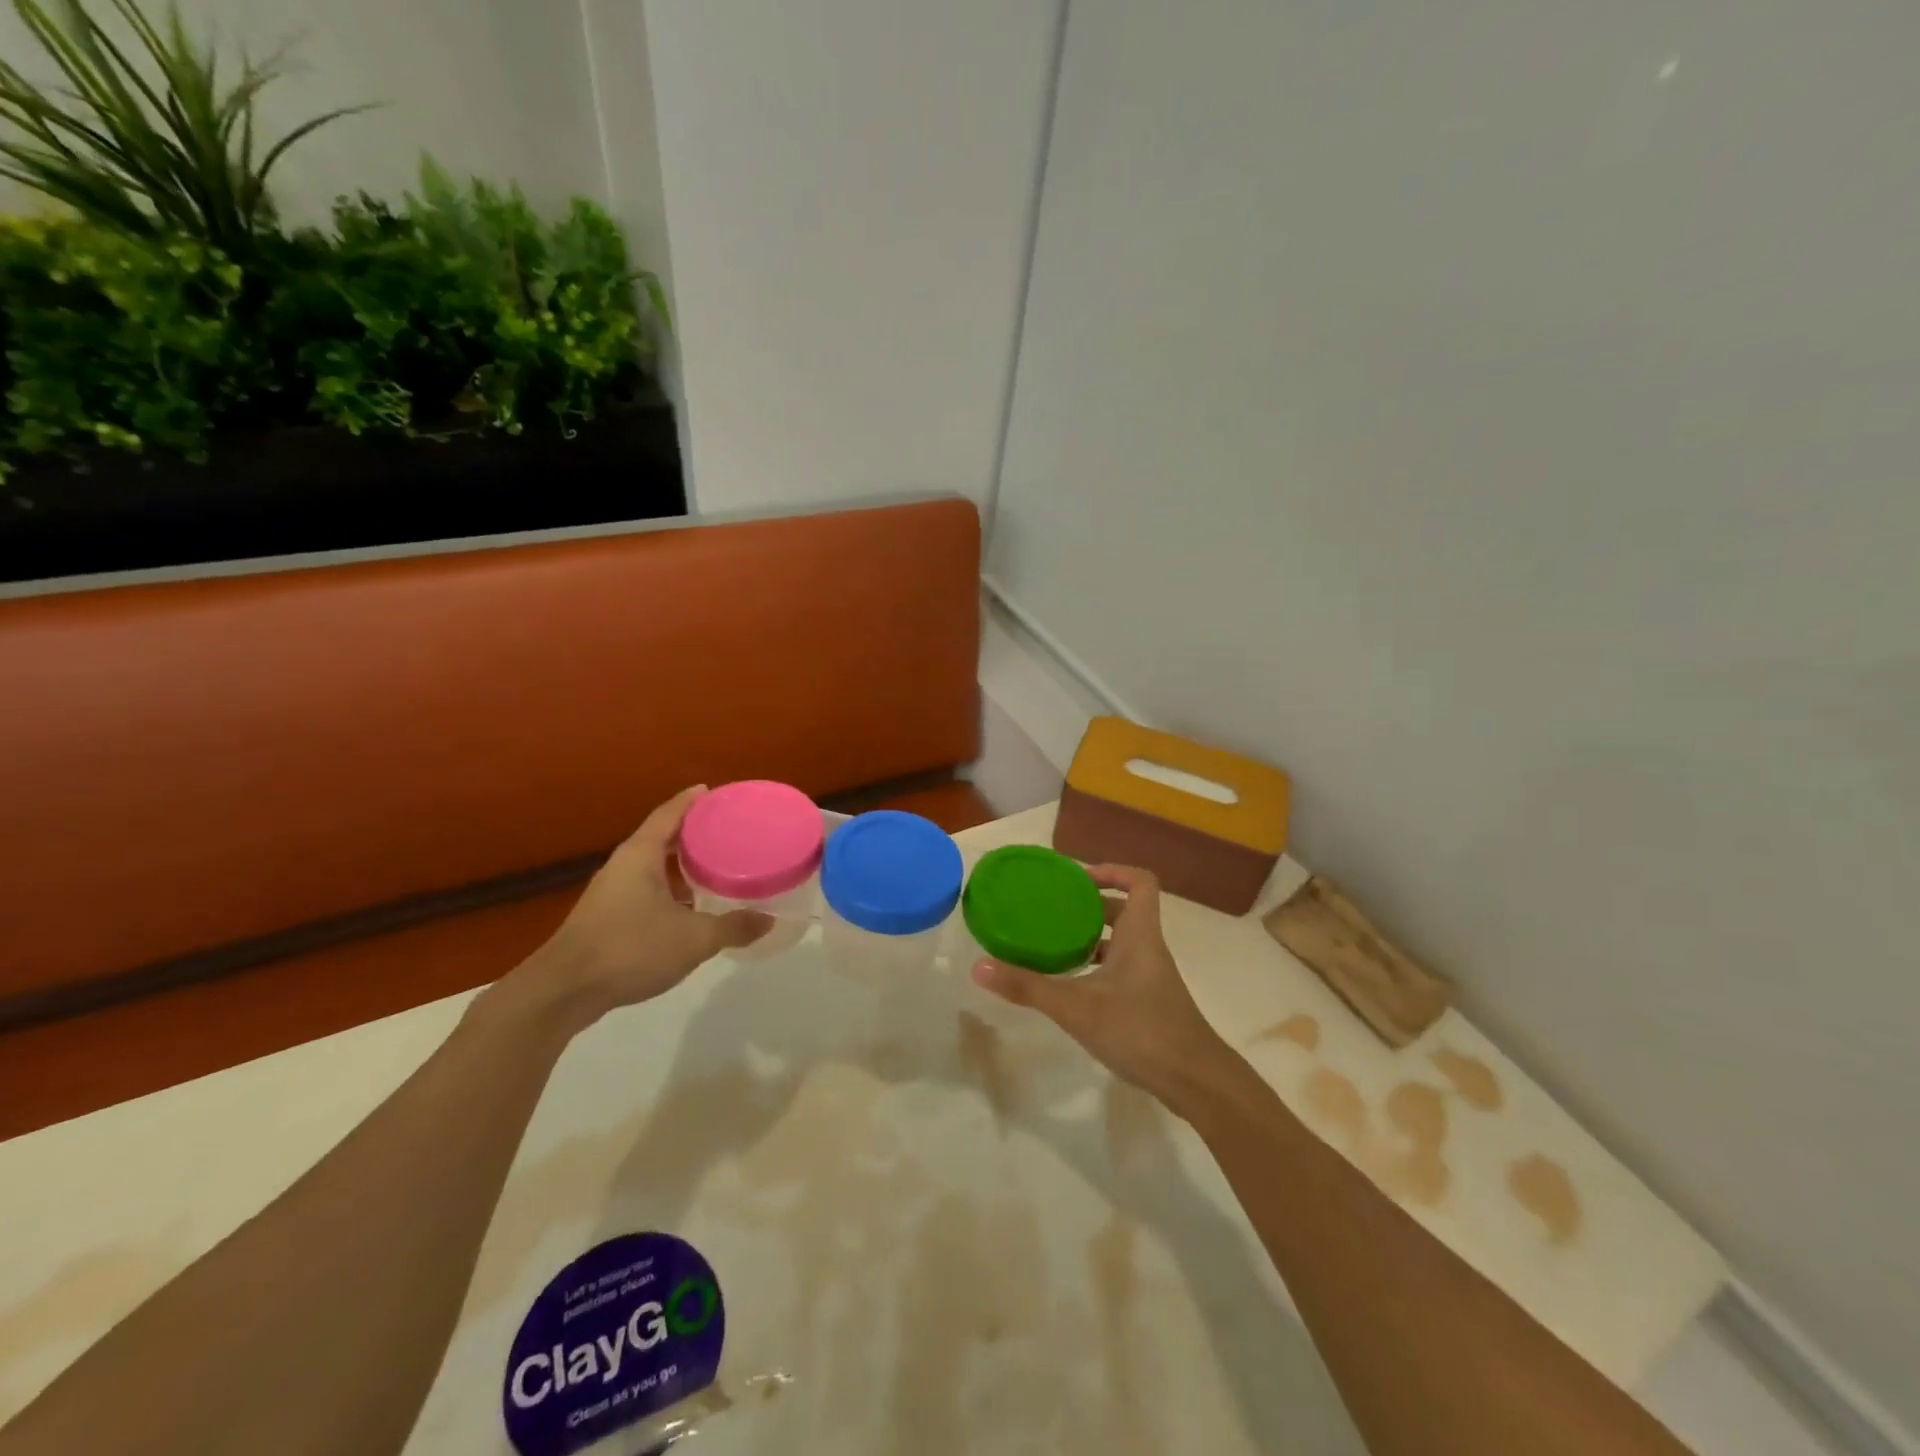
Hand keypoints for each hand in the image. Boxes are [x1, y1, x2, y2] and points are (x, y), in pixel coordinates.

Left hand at [534, 786, 772, 1020]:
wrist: (564, 992)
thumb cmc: (630, 949)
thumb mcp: (694, 939)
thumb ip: (733, 927)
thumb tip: (768, 920)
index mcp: (641, 855)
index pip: (670, 813)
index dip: (693, 800)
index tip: (715, 792)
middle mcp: (624, 865)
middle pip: (662, 837)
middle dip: (693, 833)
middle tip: (727, 832)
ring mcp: (611, 892)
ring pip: (653, 867)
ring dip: (681, 865)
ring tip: (715, 867)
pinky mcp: (606, 918)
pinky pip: (646, 890)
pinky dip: (670, 889)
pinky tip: (690, 908)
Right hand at [971, 864, 1234, 1109]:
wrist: (1194, 1081)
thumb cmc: (1140, 1029)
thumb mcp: (1077, 1007)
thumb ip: (1028, 987)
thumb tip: (979, 967)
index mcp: (1139, 934)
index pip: (1140, 882)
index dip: (1113, 871)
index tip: (1078, 878)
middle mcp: (1147, 948)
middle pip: (1125, 910)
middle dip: (1090, 905)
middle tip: (1054, 909)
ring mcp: (1150, 976)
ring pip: (1122, 942)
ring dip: (1092, 937)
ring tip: (1053, 942)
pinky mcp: (1148, 1001)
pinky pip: (1121, 968)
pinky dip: (1096, 966)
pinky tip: (1070, 984)